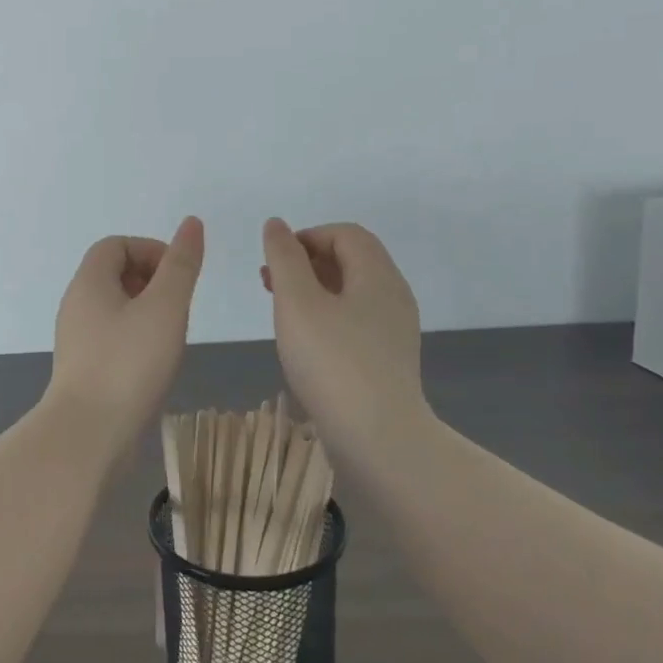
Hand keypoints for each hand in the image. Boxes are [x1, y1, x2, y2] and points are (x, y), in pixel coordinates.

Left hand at [47, 216, 204, 440]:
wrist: (88, 434)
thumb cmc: (129, 364)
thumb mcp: (165, 308)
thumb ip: (181, 265)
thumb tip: (191, 224)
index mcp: (89, 283)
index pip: (116, 245)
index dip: (151, 250)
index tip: (178, 276)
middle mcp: (76, 305)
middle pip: (114, 274)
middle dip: (152, 280)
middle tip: (179, 307)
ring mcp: (77, 339)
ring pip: (115, 308)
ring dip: (147, 311)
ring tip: (172, 335)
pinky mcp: (83, 369)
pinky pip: (112, 337)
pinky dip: (137, 338)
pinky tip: (156, 363)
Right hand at [261, 219, 428, 462]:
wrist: (378, 437)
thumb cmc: (332, 362)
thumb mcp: (297, 303)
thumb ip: (284, 259)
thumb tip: (276, 225)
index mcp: (377, 275)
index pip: (345, 234)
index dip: (306, 236)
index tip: (274, 260)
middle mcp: (393, 295)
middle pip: (351, 260)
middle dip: (306, 262)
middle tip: (268, 282)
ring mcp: (394, 330)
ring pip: (351, 292)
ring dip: (313, 290)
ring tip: (279, 309)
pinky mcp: (388, 358)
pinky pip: (355, 320)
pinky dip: (326, 316)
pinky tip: (304, 341)